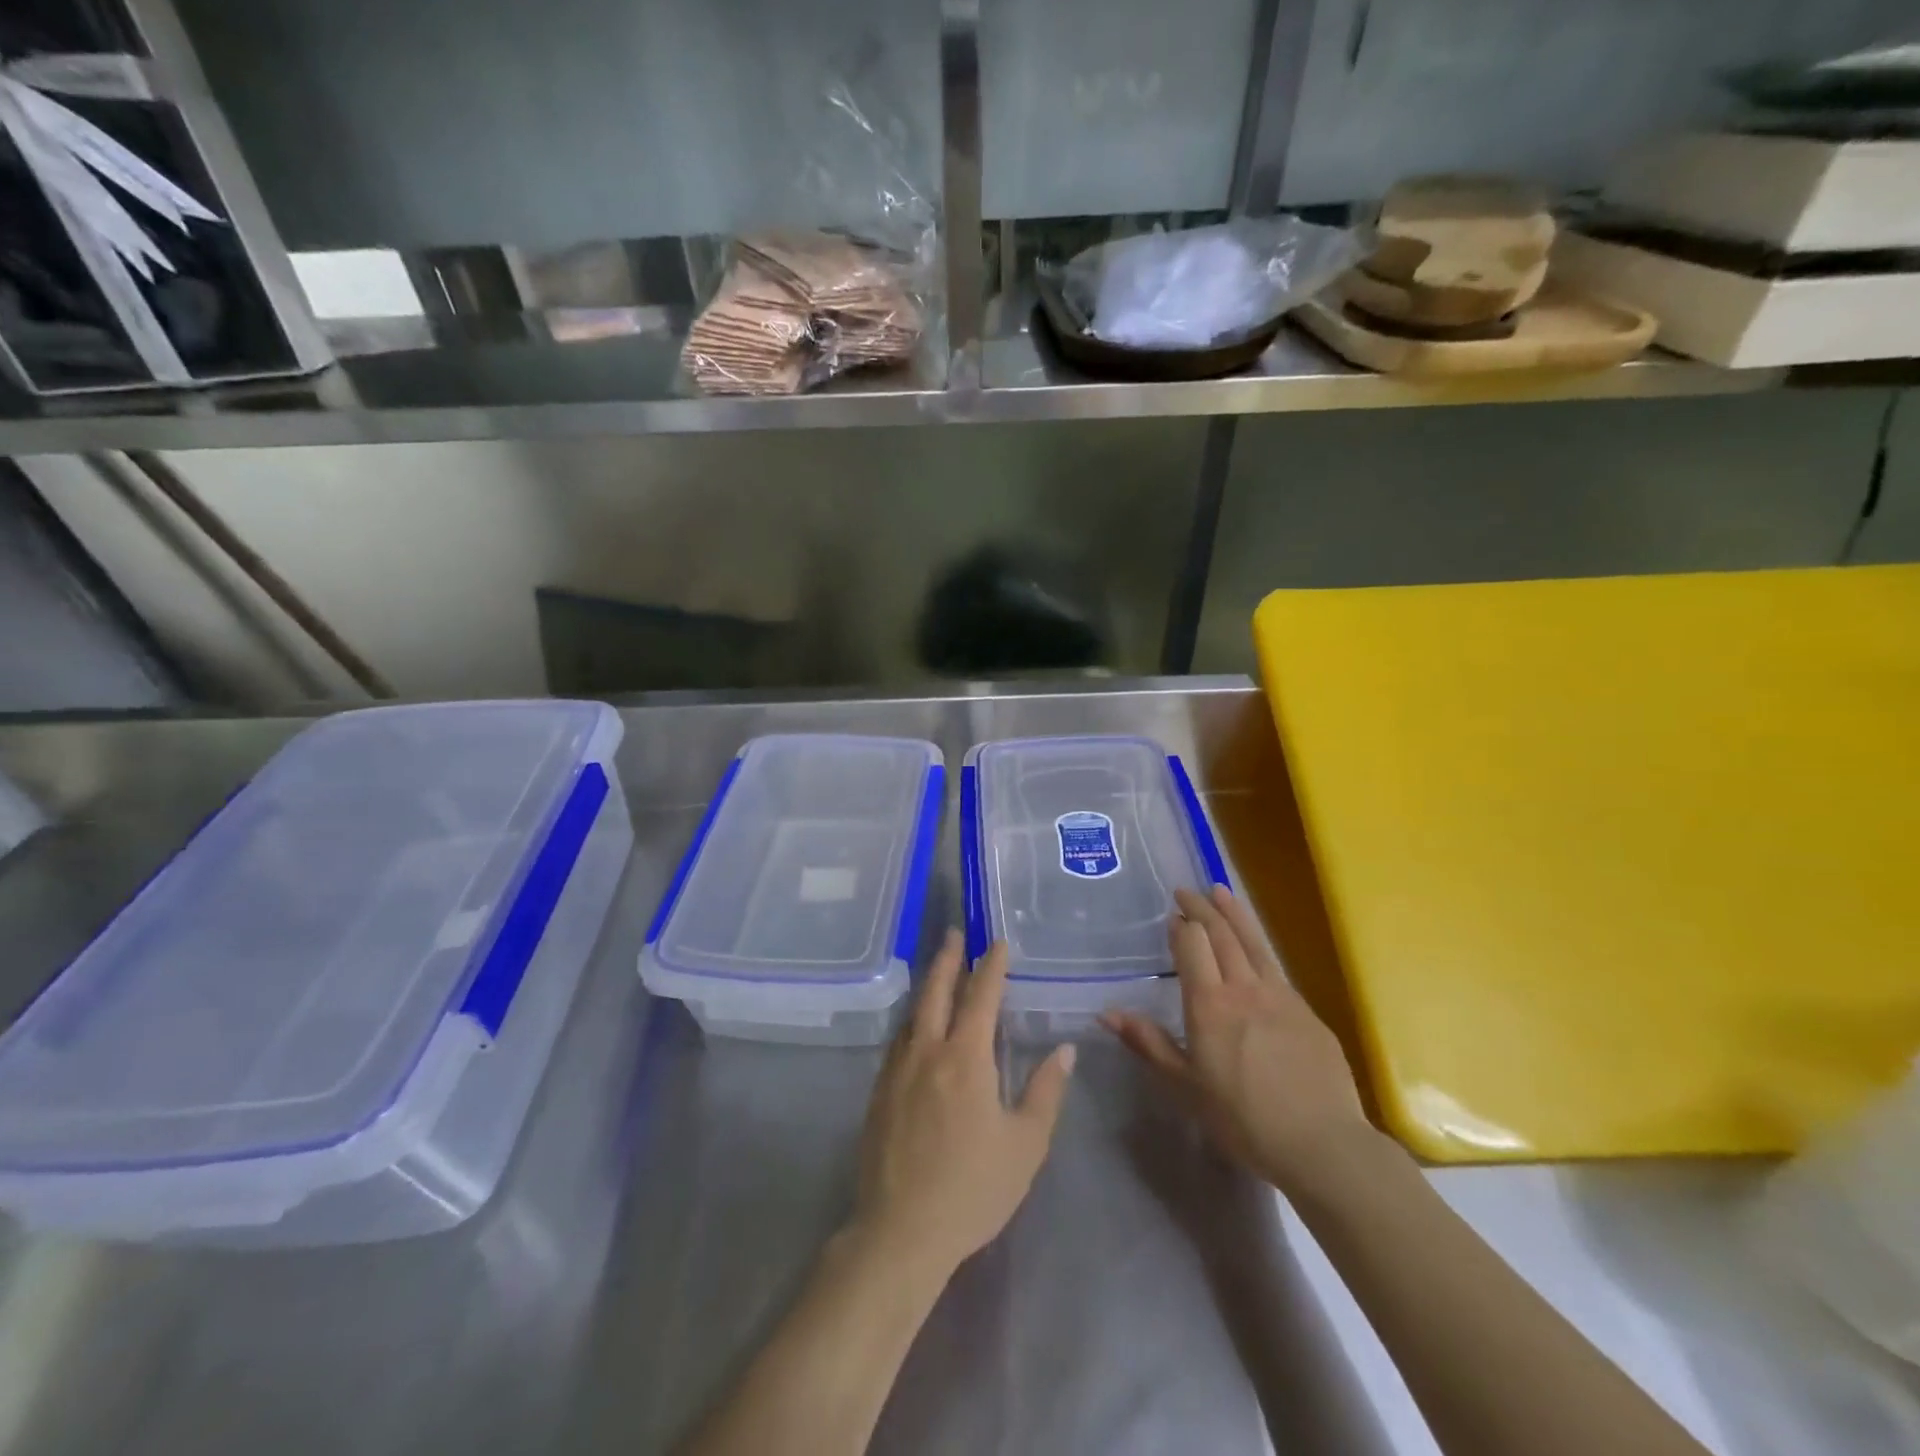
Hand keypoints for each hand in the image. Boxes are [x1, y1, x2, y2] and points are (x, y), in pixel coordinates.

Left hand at [851, 931, 1074, 1280]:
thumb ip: (1045, 1092)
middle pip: (936, 991)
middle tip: (954, 934)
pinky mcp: (879, 1091)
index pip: (981, 996)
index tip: (998, 943)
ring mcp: (898, 1070)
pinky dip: (912, 1020)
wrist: (901, 1230)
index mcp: (966, 1058)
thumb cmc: (972, 1188)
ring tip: (936, 970)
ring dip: (927, 985)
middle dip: (948, 959)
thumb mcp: (1025, 1144)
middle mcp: (928, 1051)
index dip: (991, 966)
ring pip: (913, 1013)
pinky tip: (915, 1027)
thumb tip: (1064, 1050)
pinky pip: (898, 1040)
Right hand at [1103, 886, 1372, 1194]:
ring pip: (1253, 942)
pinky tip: (1255, 949)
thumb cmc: (1242, 1119)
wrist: (1322, 1145)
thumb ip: (1148, 1043)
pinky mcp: (1307, 1011)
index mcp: (1209, 1004)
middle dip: (1202, 908)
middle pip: (1221, 934)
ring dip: (1234, 913)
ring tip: (1220, 891)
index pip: (1192, 946)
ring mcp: (1281, 996)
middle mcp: (1244, 988)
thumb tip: (1106, 1013)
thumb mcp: (1185, 1086)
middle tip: (1186, 891)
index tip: (1172, 915)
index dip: (1181, 927)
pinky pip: (1276, 967)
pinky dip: (1259, 945)